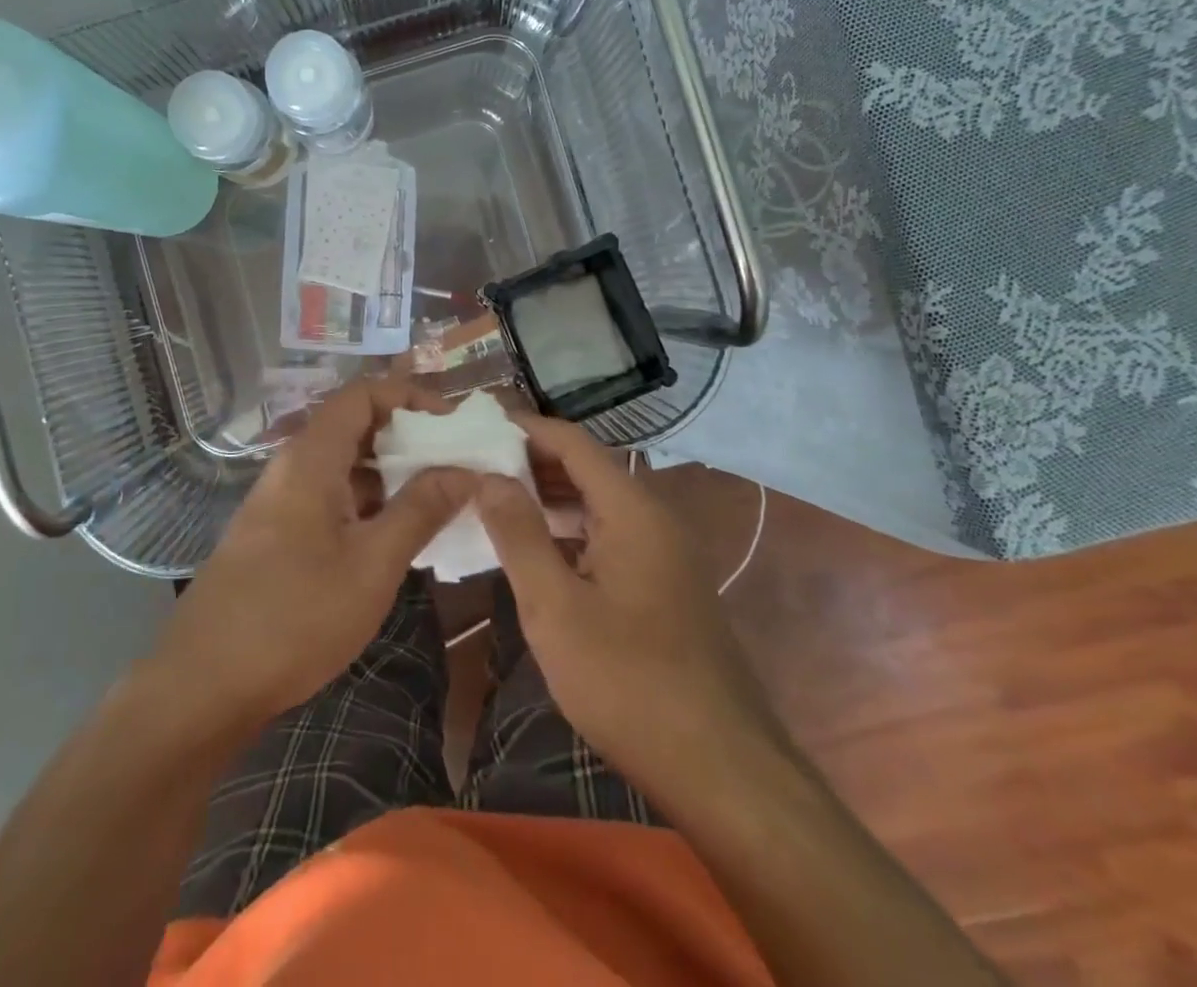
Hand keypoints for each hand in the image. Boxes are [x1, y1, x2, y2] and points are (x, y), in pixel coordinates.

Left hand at [150, 378, 473, 727]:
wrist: (203, 684)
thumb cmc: (294, 616)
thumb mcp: (372, 564)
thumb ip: (421, 510)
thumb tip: (465, 469)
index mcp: (312, 457)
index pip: (363, 394)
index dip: (410, 397)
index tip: (453, 425)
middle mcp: (292, 466)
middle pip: (354, 425)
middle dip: (407, 436)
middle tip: (455, 464)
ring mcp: (280, 501)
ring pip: (343, 465)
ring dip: (390, 473)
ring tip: (437, 500)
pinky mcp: (276, 533)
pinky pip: (330, 496)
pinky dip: (367, 502)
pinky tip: (395, 535)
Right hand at [474, 415, 780, 803]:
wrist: (721, 769)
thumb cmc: (628, 682)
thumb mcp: (555, 608)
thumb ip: (518, 534)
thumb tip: (488, 476)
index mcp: (632, 510)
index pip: (572, 442)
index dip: (524, 428)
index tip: (476, 426)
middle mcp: (654, 518)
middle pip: (587, 467)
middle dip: (531, 460)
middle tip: (475, 463)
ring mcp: (664, 553)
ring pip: (598, 503)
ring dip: (549, 496)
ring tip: (494, 499)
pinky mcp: (664, 585)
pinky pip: (609, 535)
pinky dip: (570, 529)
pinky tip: (536, 549)